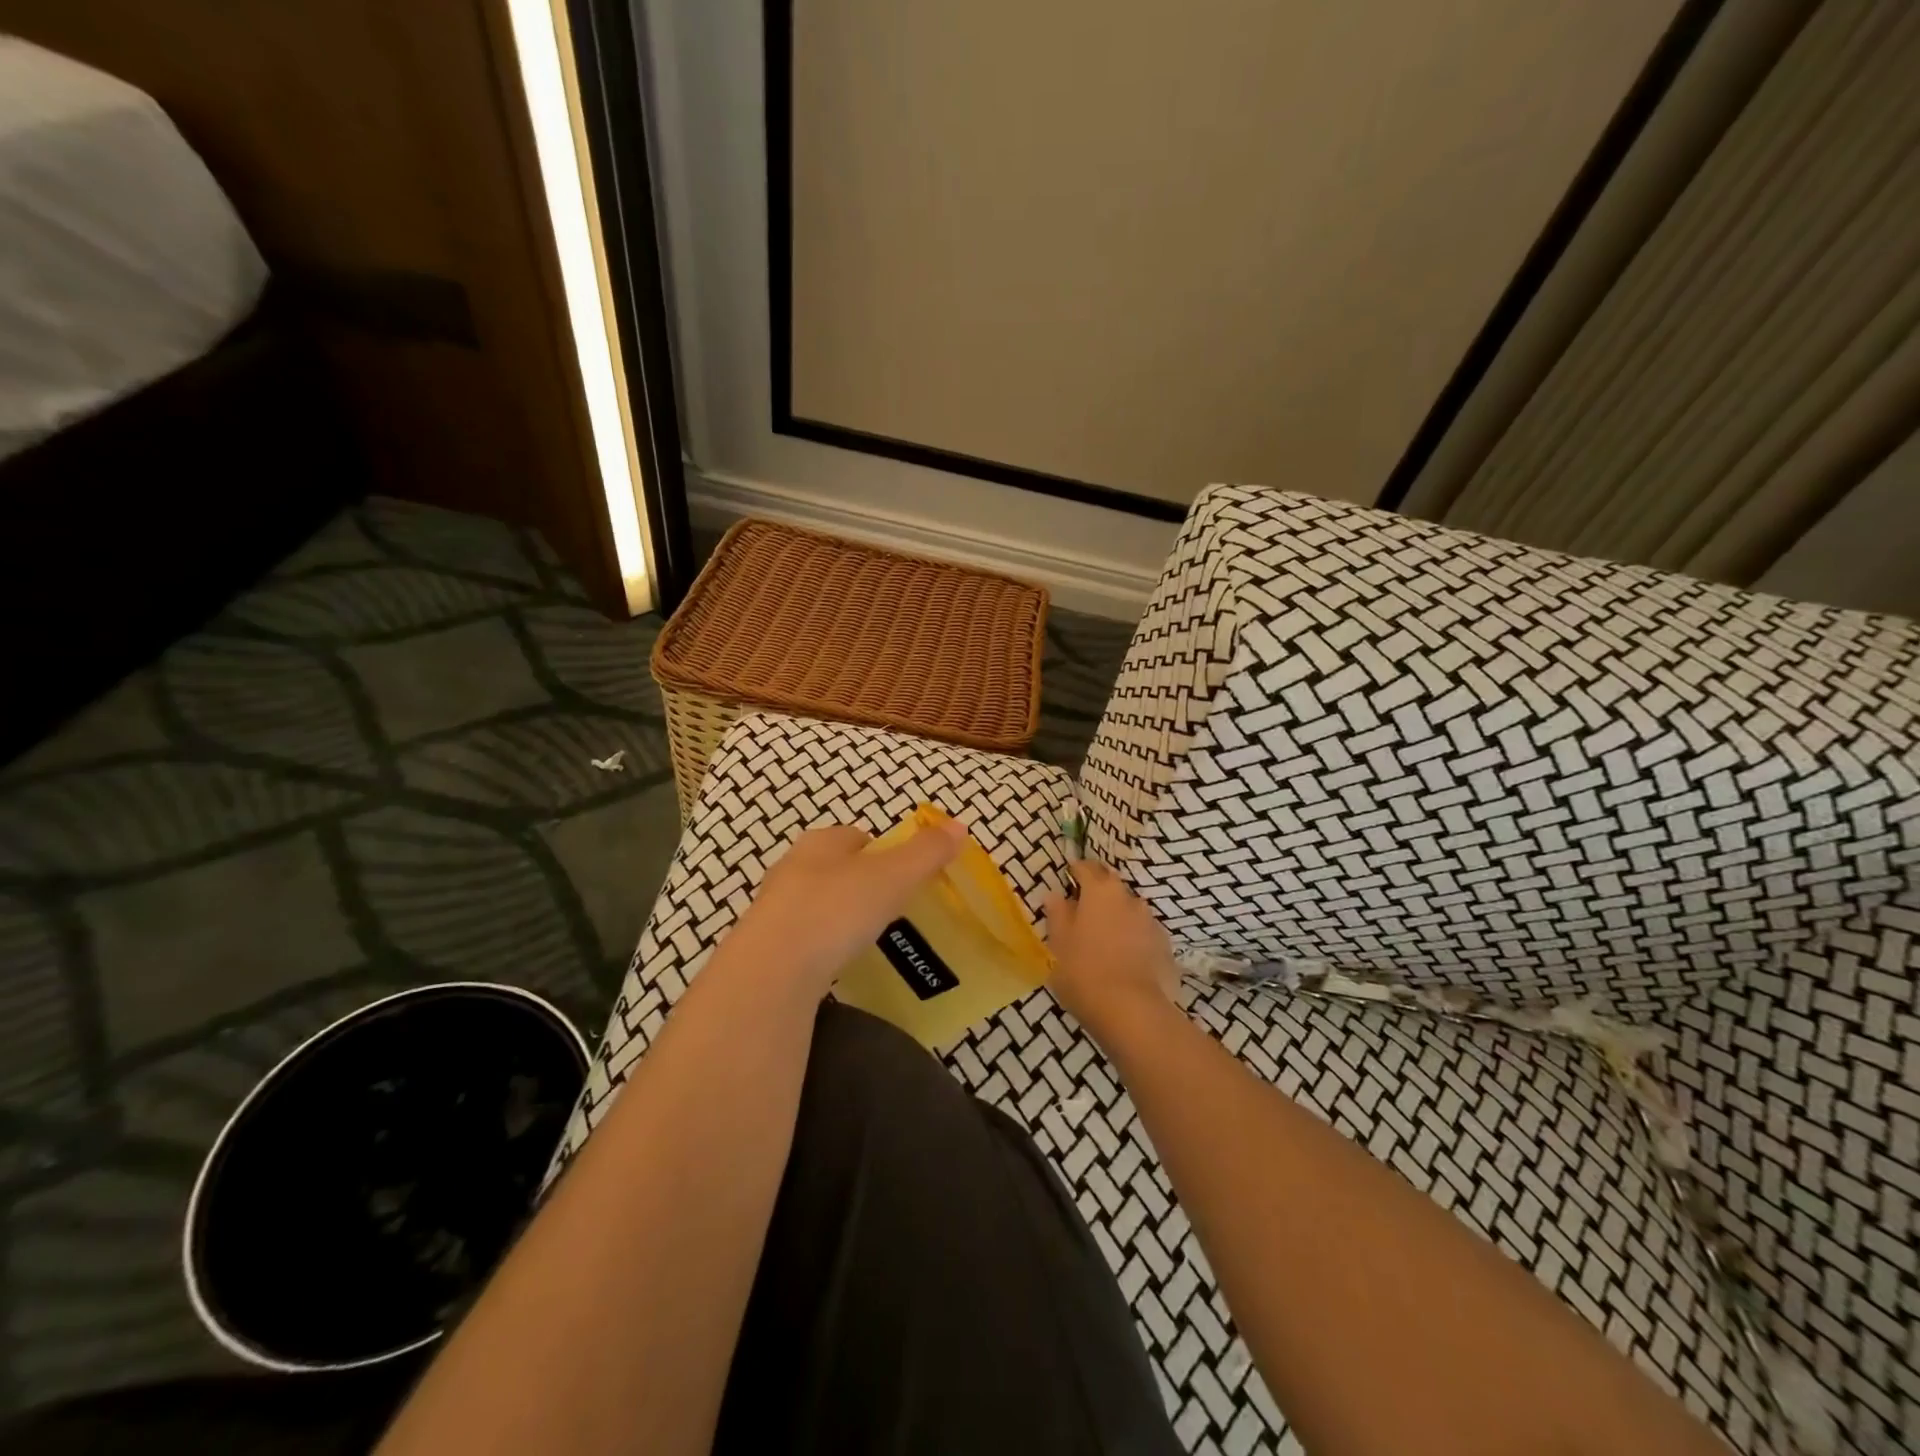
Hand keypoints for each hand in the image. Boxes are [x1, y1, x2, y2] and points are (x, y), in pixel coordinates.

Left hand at [711, 819, 967, 998]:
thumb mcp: (893, 877)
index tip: (904, 877)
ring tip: (866, 939)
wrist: (772, 969)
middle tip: (890, 909)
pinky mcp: (766, 944)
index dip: (883, 852)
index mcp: (822, 842)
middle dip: (860, 883)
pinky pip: (804, 937)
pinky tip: (837, 963)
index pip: (857, 837)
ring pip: (817, 902)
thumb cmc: (837, 909)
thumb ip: (926, 852)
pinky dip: (822, 945)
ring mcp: (775, 906)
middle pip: (835, 867)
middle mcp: (793, 866)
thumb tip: (959, 826)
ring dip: (839, 915)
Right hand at [1043, 859, 1180, 1041]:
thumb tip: (1055, 895)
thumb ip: (1058, 914)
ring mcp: (1150, 921)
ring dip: (1117, 915)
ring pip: (1129, 909)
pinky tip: (1124, 957)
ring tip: (1104, 937)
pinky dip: (1133, 937)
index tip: (1068, 877)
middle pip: (1111, 885)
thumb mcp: (1059, 943)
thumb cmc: (1084, 971)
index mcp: (1100, 891)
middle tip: (1083, 909)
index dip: (1076, 870)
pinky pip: (1143, 932)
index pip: (1087, 867)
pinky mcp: (1165, 945)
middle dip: (1098, 891)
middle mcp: (1128, 898)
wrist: (1131, 1010)